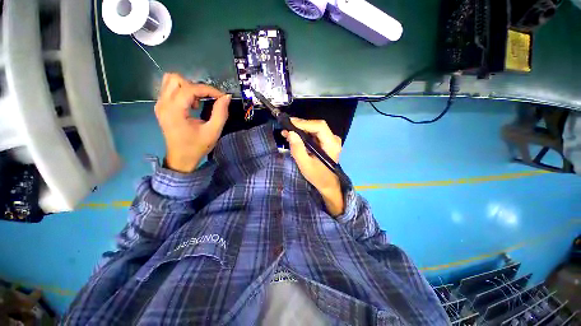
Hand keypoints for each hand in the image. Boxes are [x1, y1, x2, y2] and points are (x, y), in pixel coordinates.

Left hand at [155, 73, 230, 172]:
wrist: (181, 159)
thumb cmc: (197, 147)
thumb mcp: (213, 132)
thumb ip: (220, 113)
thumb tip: (226, 97)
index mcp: (174, 110)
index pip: (190, 88)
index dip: (208, 89)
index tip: (222, 97)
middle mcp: (163, 104)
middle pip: (176, 79)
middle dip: (196, 87)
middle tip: (206, 100)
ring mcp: (159, 104)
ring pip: (170, 81)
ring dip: (188, 87)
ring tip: (197, 102)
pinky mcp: (161, 107)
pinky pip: (170, 89)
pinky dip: (183, 92)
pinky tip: (191, 105)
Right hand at [282, 118, 344, 215]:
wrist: (328, 184)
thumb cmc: (318, 176)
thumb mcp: (305, 165)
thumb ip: (298, 149)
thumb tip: (290, 133)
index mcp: (331, 144)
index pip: (319, 126)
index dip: (304, 123)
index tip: (290, 123)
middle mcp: (333, 139)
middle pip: (316, 126)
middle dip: (300, 126)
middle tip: (286, 128)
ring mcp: (330, 140)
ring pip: (314, 129)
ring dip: (300, 130)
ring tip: (287, 133)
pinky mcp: (326, 142)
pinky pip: (314, 134)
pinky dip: (303, 135)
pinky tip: (294, 137)